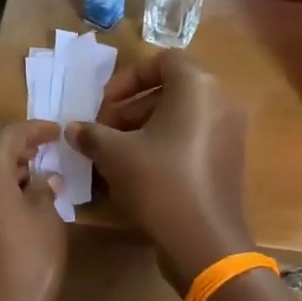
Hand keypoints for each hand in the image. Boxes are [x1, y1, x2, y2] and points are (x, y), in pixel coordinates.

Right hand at [66, 54, 253, 292]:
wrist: (203, 240)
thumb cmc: (158, 183)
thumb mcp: (115, 154)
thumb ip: (91, 134)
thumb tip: (72, 128)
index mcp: (197, 87)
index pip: (163, 60)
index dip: (128, 78)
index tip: (104, 104)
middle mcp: (220, 101)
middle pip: (171, 90)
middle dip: (132, 108)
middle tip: (104, 132)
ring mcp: (229, 133)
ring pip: (181, 117)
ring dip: (145, 129)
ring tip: (115, 155)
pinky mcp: (228, 161)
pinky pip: (192, 139)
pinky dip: (166, 146)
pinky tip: (139, 173)